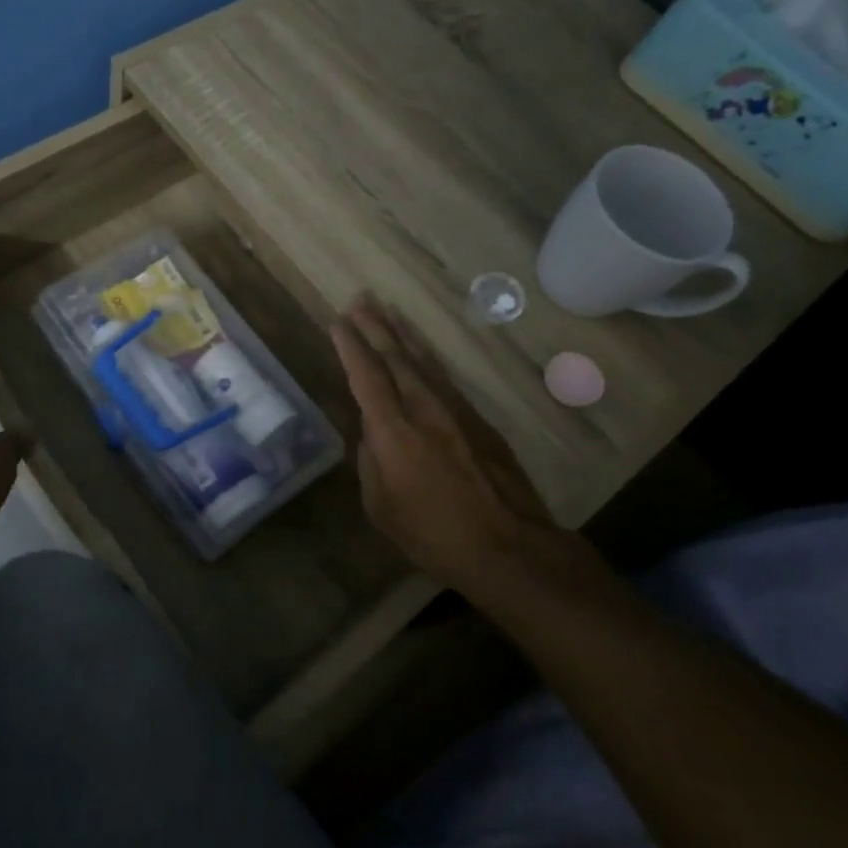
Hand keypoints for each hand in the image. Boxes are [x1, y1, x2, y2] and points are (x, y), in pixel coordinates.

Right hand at [330, 297, 577, 596]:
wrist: (510, 547)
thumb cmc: (434, 534)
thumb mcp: (382, 506)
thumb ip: (371, 460)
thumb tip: (373, 431)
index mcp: (393, 429)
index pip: (366, 374)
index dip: (350, 346)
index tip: (337, 322)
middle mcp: (423, 407)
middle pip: (395, 355)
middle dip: (375, 326)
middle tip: (360, 300)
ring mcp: (455, 410)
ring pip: (423, 360)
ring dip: (402, 333)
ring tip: (388, 310)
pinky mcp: (478, 419)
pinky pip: (444, 376)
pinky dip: (428, 356)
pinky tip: (422, 350)